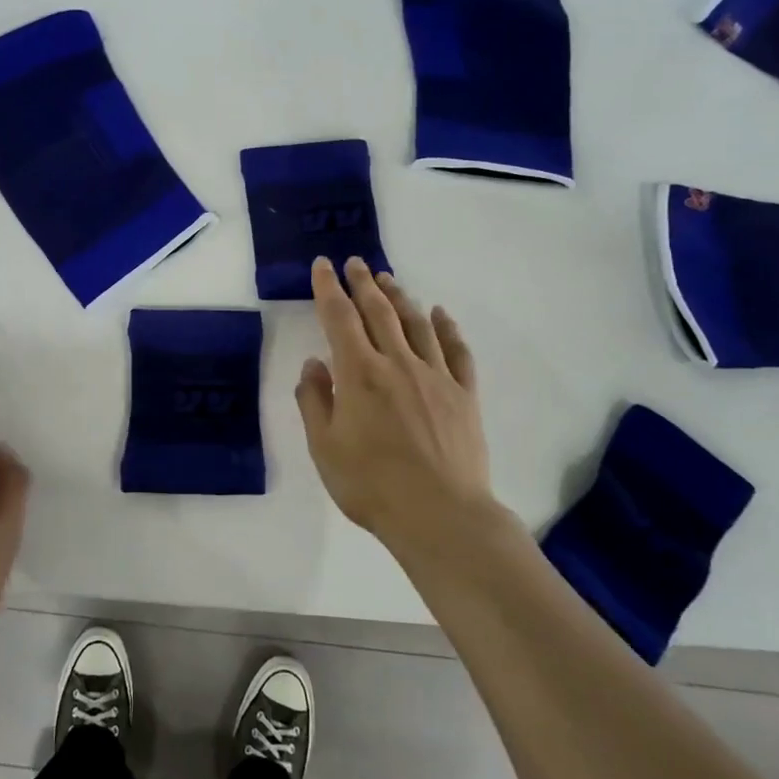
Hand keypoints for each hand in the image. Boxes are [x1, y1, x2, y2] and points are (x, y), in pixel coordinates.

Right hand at [295, 257, 513, 564]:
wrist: (440, 515)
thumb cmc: (371, 485)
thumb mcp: (324, 448)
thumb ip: (314, 401)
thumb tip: (315, 364)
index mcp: (359, 373)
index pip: (339, 318)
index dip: (329, 289)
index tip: (324, 266)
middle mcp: (397, 363)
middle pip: (378, 311)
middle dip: (363, 283)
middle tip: (355, 263)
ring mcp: (435, 376)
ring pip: (415, 324)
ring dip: (399, 297)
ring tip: (388, 280)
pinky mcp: (464, 394)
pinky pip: (456, 350)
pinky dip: (446, 327)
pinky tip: (439, 314)